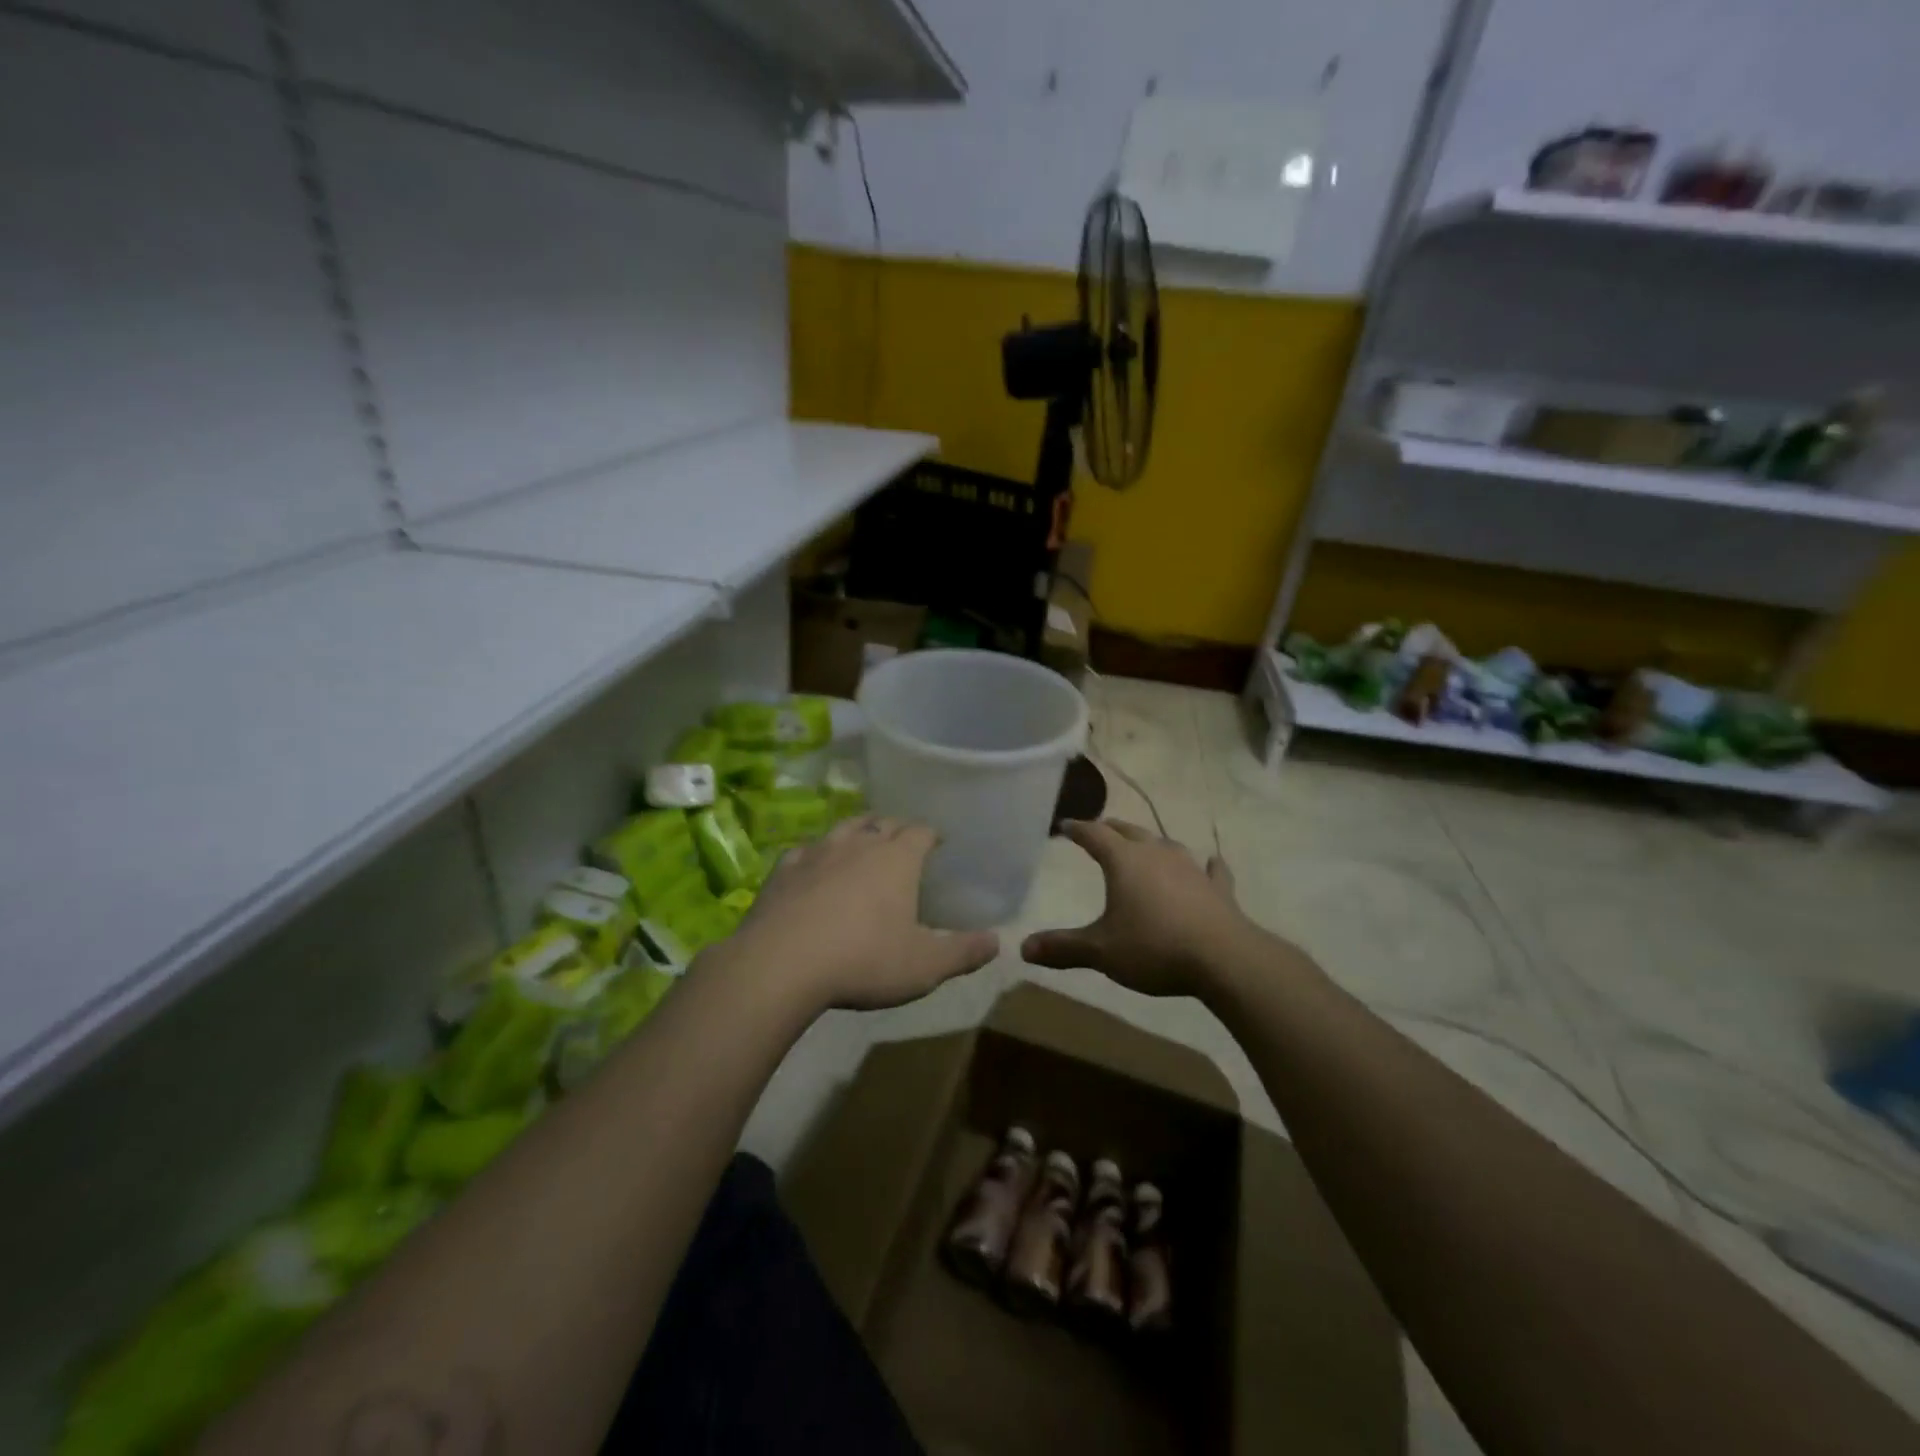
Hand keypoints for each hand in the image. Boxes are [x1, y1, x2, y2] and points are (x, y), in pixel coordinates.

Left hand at [728, 816, 999, 1012]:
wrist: (781, 964)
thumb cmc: (864, 960)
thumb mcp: (925, 966)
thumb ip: (964, 952)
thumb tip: (998, 941)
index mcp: (897, 859)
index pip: (921, 831)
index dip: (931, 834)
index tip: (937, 841)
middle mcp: (859, 844)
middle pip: (883, 822)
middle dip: (897, 828)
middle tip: (904, 840)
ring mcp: (817, 852)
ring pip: (844, 827)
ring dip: (858, 830)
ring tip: (863, 840)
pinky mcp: (783, 869)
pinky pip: (805, 850)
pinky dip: (816, 854)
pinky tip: (813, 866)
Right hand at [1021, 820, 1267, 997]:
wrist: (1223, 958)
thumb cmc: (1154, 947)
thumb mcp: (1101, 951)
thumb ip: (1063, 948)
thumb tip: (1023, 949)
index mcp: (1124, 861)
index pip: (1094, 835)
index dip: (1078, 830)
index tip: (1065, 826)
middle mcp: (1156, 854)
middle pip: (1129, 832)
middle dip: (1111, 829)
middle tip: (1099, 831)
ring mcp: (1191, 868)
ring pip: (1166, 845)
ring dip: (1152, 844)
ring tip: (1144, 846)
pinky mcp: (1218, 889)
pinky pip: (1211, 871)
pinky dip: (1207, 867)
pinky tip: (1211, 863)